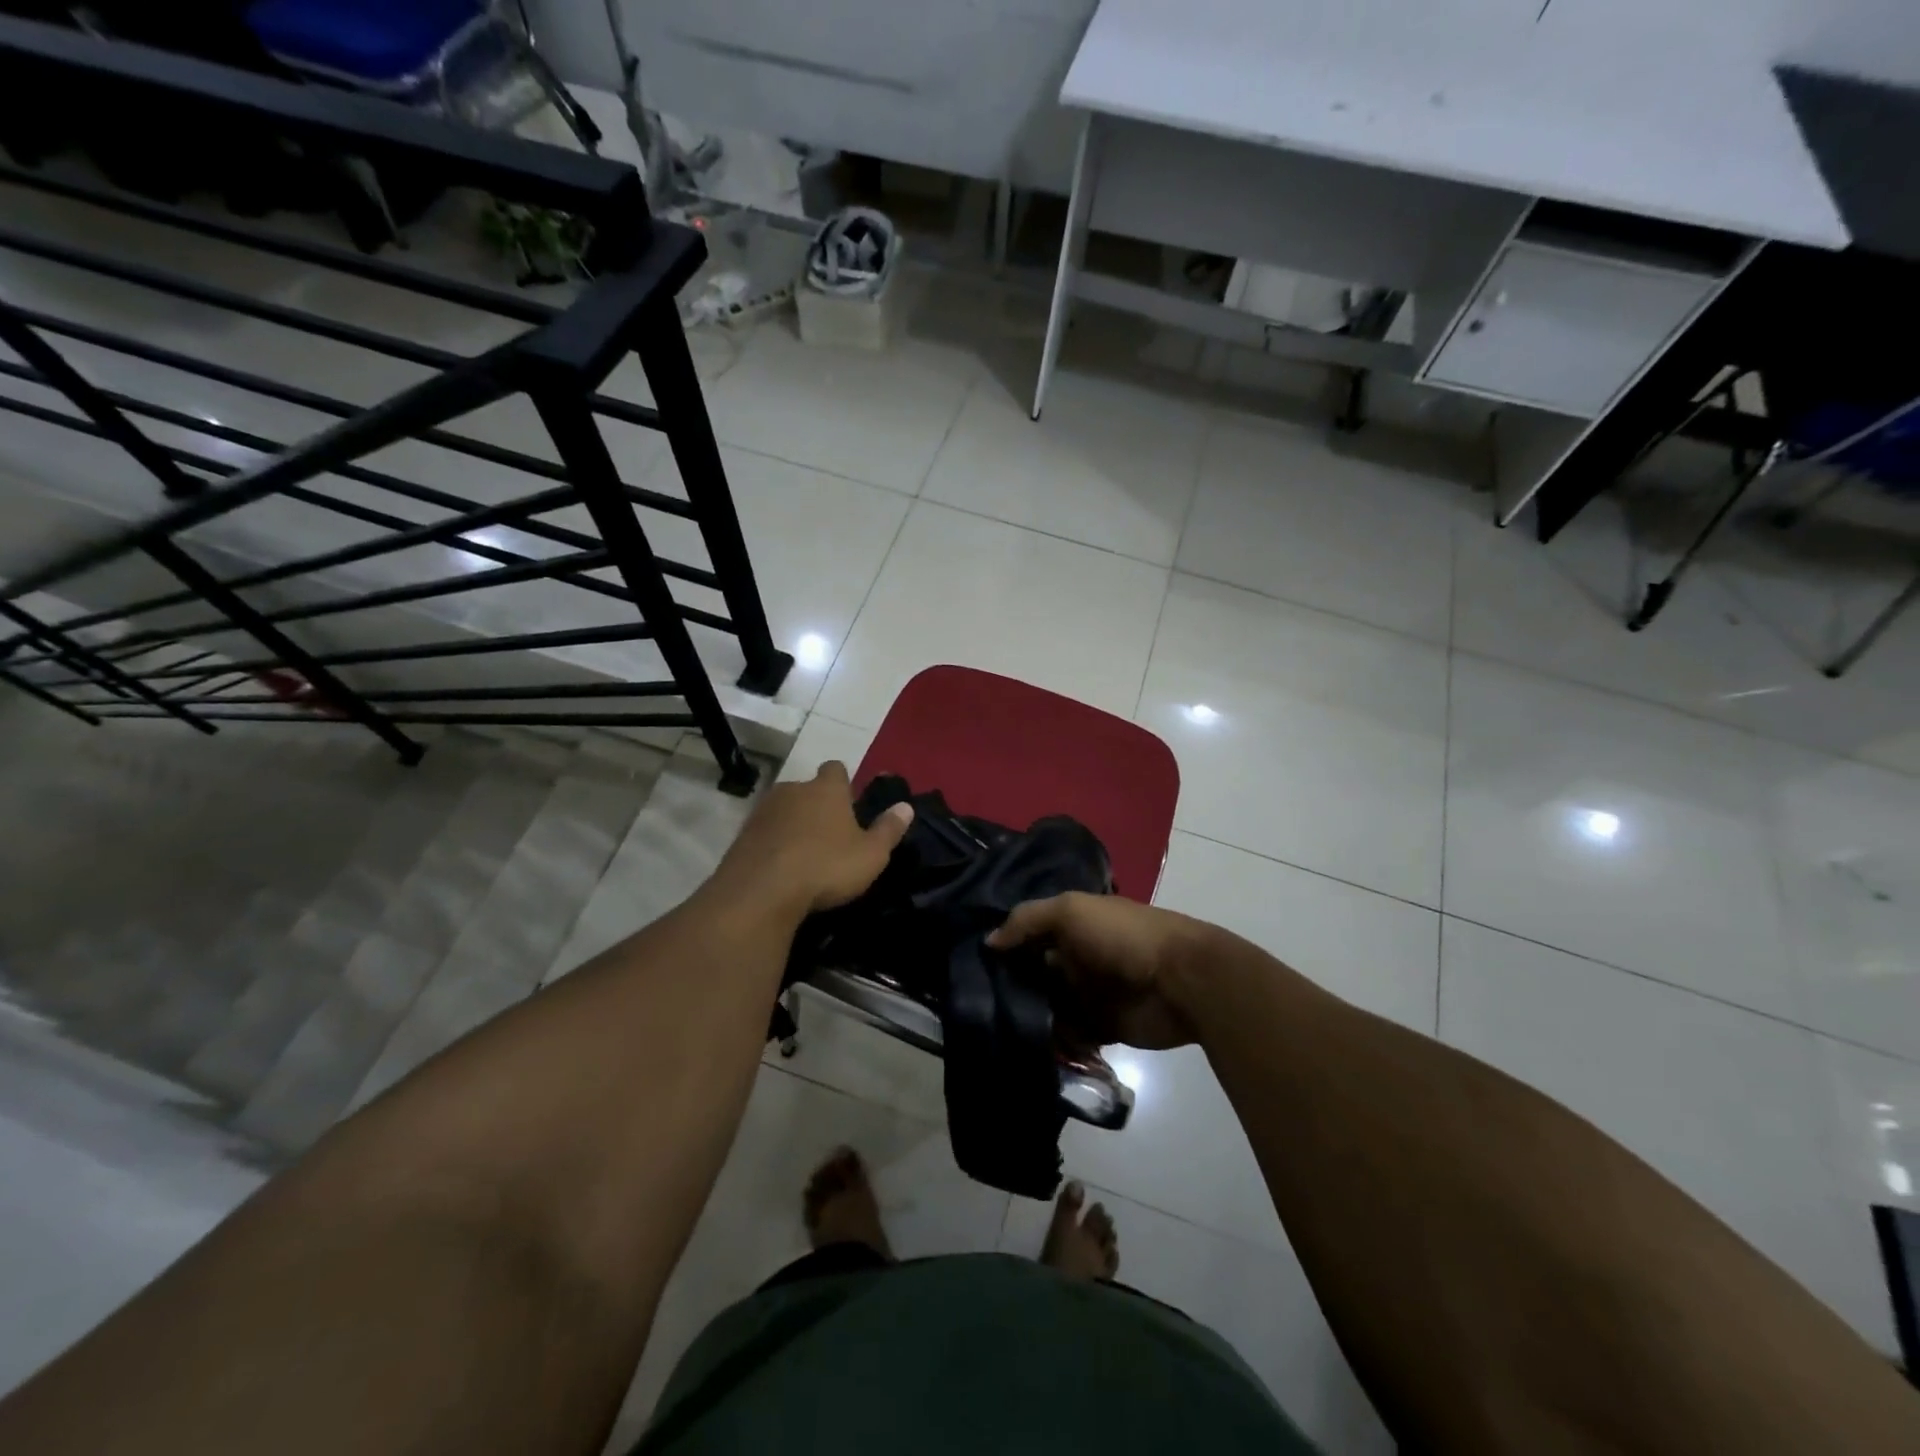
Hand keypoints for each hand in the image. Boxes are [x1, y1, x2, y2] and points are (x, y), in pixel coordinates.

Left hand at [717, 762, 913, 916]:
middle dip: (816, 804)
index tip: (849, 802)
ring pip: (783, 809)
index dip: (843, 783)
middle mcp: (793, 790)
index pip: (836, 769)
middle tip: (829, 833)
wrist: (760, 892)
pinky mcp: (741, 835)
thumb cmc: (826, 867)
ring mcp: (763, 810)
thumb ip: (889, 829)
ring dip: (793, 824)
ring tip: (804, 852)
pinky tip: (780, 866)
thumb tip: (906, 806)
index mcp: (827, 789)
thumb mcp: (871, 854)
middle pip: (807, 788)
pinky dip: (773, 842)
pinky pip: (764, 832)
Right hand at [988, 892, 1212, 1049]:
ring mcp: (1089, 994)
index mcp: (1072, 925)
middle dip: (1008, 986)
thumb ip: (1028, 920)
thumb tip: (989, 941)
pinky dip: (1052, 1042)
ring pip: (1047, 1007)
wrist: (1182, 981)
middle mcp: (1076, 958)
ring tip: (993, 1029)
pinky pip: (1068, 1036)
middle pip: (1033, 973)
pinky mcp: (1101, 1028)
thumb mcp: (1071, 911)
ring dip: (1027, 1016)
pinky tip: (1025, 1046)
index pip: (1028, 934)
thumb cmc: (1124, 936)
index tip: (968, 962)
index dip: (1003, 945)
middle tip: (975, 1003)